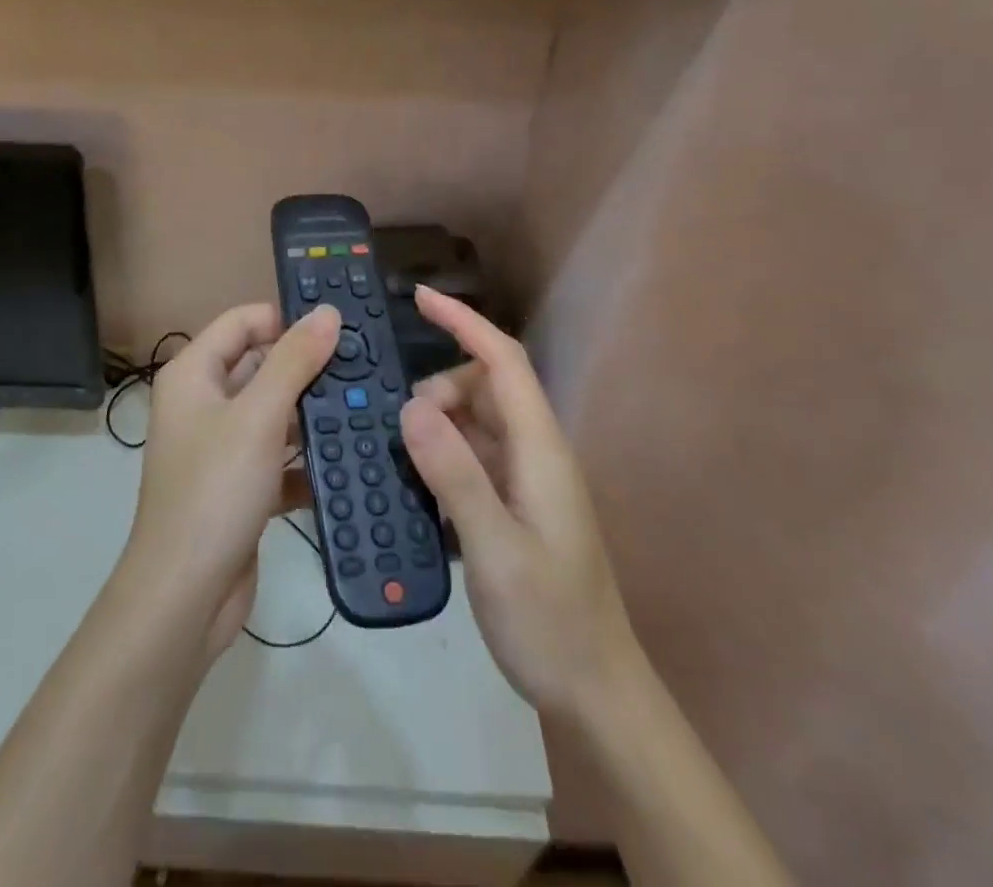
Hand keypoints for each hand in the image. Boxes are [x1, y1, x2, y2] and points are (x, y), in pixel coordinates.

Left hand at [122, 302, 341, 659]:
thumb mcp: (258, 417)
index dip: (286, 318)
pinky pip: (277, 459)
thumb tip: (327, 312)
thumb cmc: (215, 489)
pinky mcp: (238, 487)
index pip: (242, 322)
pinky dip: (306, 461)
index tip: (339, 326)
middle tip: (365, 365)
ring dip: (313, 414)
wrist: (184, 596)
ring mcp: (220, 447)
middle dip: (308, 367)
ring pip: (273, 414)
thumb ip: (294, 361)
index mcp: (194, 374)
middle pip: (260, 366)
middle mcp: (203, 403)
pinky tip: (348, 462)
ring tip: (368, 407)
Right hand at [400, 286, 637, 714]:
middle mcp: (535, 452)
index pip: (503, 362)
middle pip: (483, 387)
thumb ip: (454, 474)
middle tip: (398, 427)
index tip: (420, 298)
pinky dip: (440, 455)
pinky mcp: (513, 505)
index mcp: (540, 449)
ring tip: (397, 453)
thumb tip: (412, 406)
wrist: (595, 693)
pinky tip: (414, 482)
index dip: (464, 322)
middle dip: (438, 389)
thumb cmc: (550, 620)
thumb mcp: (495, 548)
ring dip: (436, 424)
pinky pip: (470, 457)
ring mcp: (525, 480)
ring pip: (473, 422)